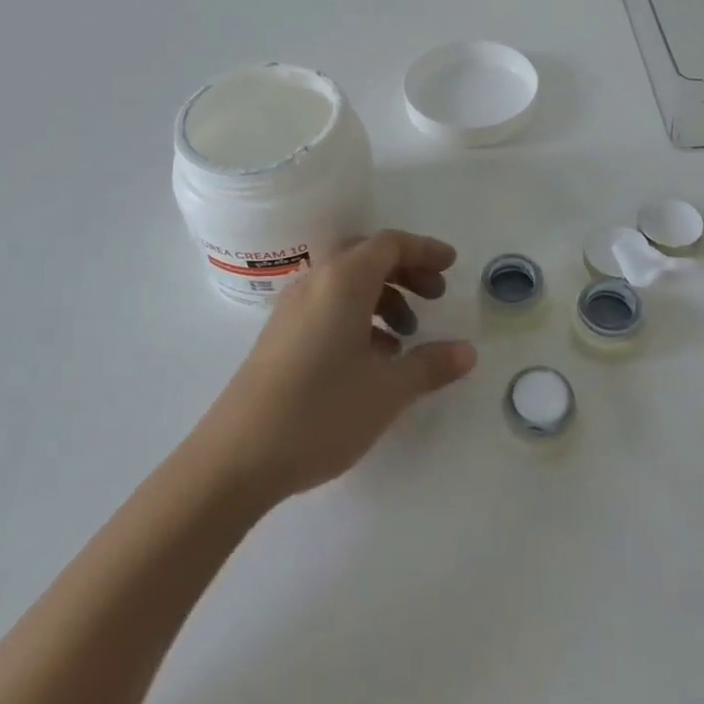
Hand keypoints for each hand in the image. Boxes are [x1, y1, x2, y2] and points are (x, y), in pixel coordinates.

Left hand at [199, 230, 477, 502]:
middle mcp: (316, 283)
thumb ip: (430, 365)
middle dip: (405, 271)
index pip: (389, 244)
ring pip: (346, 283)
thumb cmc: (320, 412)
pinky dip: (358, 316)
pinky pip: (328, 306)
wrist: (235, 458)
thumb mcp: (387, 390)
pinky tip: (372, 359)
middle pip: (367, 256)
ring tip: (406, 338)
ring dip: (382, 297)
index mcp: (343, 281)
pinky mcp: (280, 336)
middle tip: (434, 297)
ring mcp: (292, 309)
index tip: (452, 266)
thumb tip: (468, 352)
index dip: (424, 250)